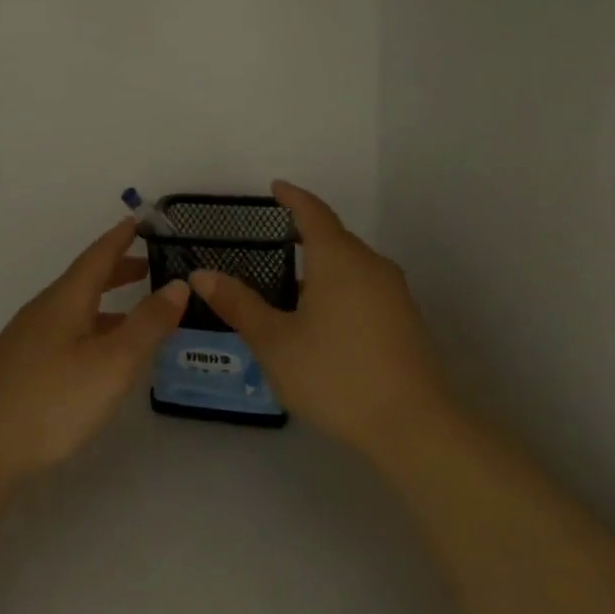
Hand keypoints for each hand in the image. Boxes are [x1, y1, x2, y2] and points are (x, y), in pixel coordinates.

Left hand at [0, 220, 189, 483]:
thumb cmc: (52, 401)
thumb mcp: (112, 362)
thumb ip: (147, 324)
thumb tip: (178, 285)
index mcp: (64, 300)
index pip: (97, 257)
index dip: (120, 238)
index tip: (140, 220)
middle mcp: (43, 311)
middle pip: (84, 281)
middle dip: (117, 271)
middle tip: (149, 267)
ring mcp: (27, 340)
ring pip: (73, 309)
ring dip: (105, 304)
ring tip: (134, 315)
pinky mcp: (20, 368)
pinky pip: (64, 333)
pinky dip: (90, 329)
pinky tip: (98, 357)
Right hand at [189, 181, 447, 461]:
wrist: (413, 426)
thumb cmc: (334, 375)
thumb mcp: (274, 341)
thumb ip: (238, 304)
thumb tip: (201, 275)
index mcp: (339, 259)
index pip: (313, 213)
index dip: (293, 197)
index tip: (275, 187)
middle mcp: (371, 266)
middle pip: (335, 238)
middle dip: (305, 234)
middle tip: (273, 243)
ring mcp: (394, 294)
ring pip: (352, 265)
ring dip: (323, 266)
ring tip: (291, 285)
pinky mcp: (406, 320)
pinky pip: (365, 287)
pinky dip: (340, 288)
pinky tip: (322, 319)